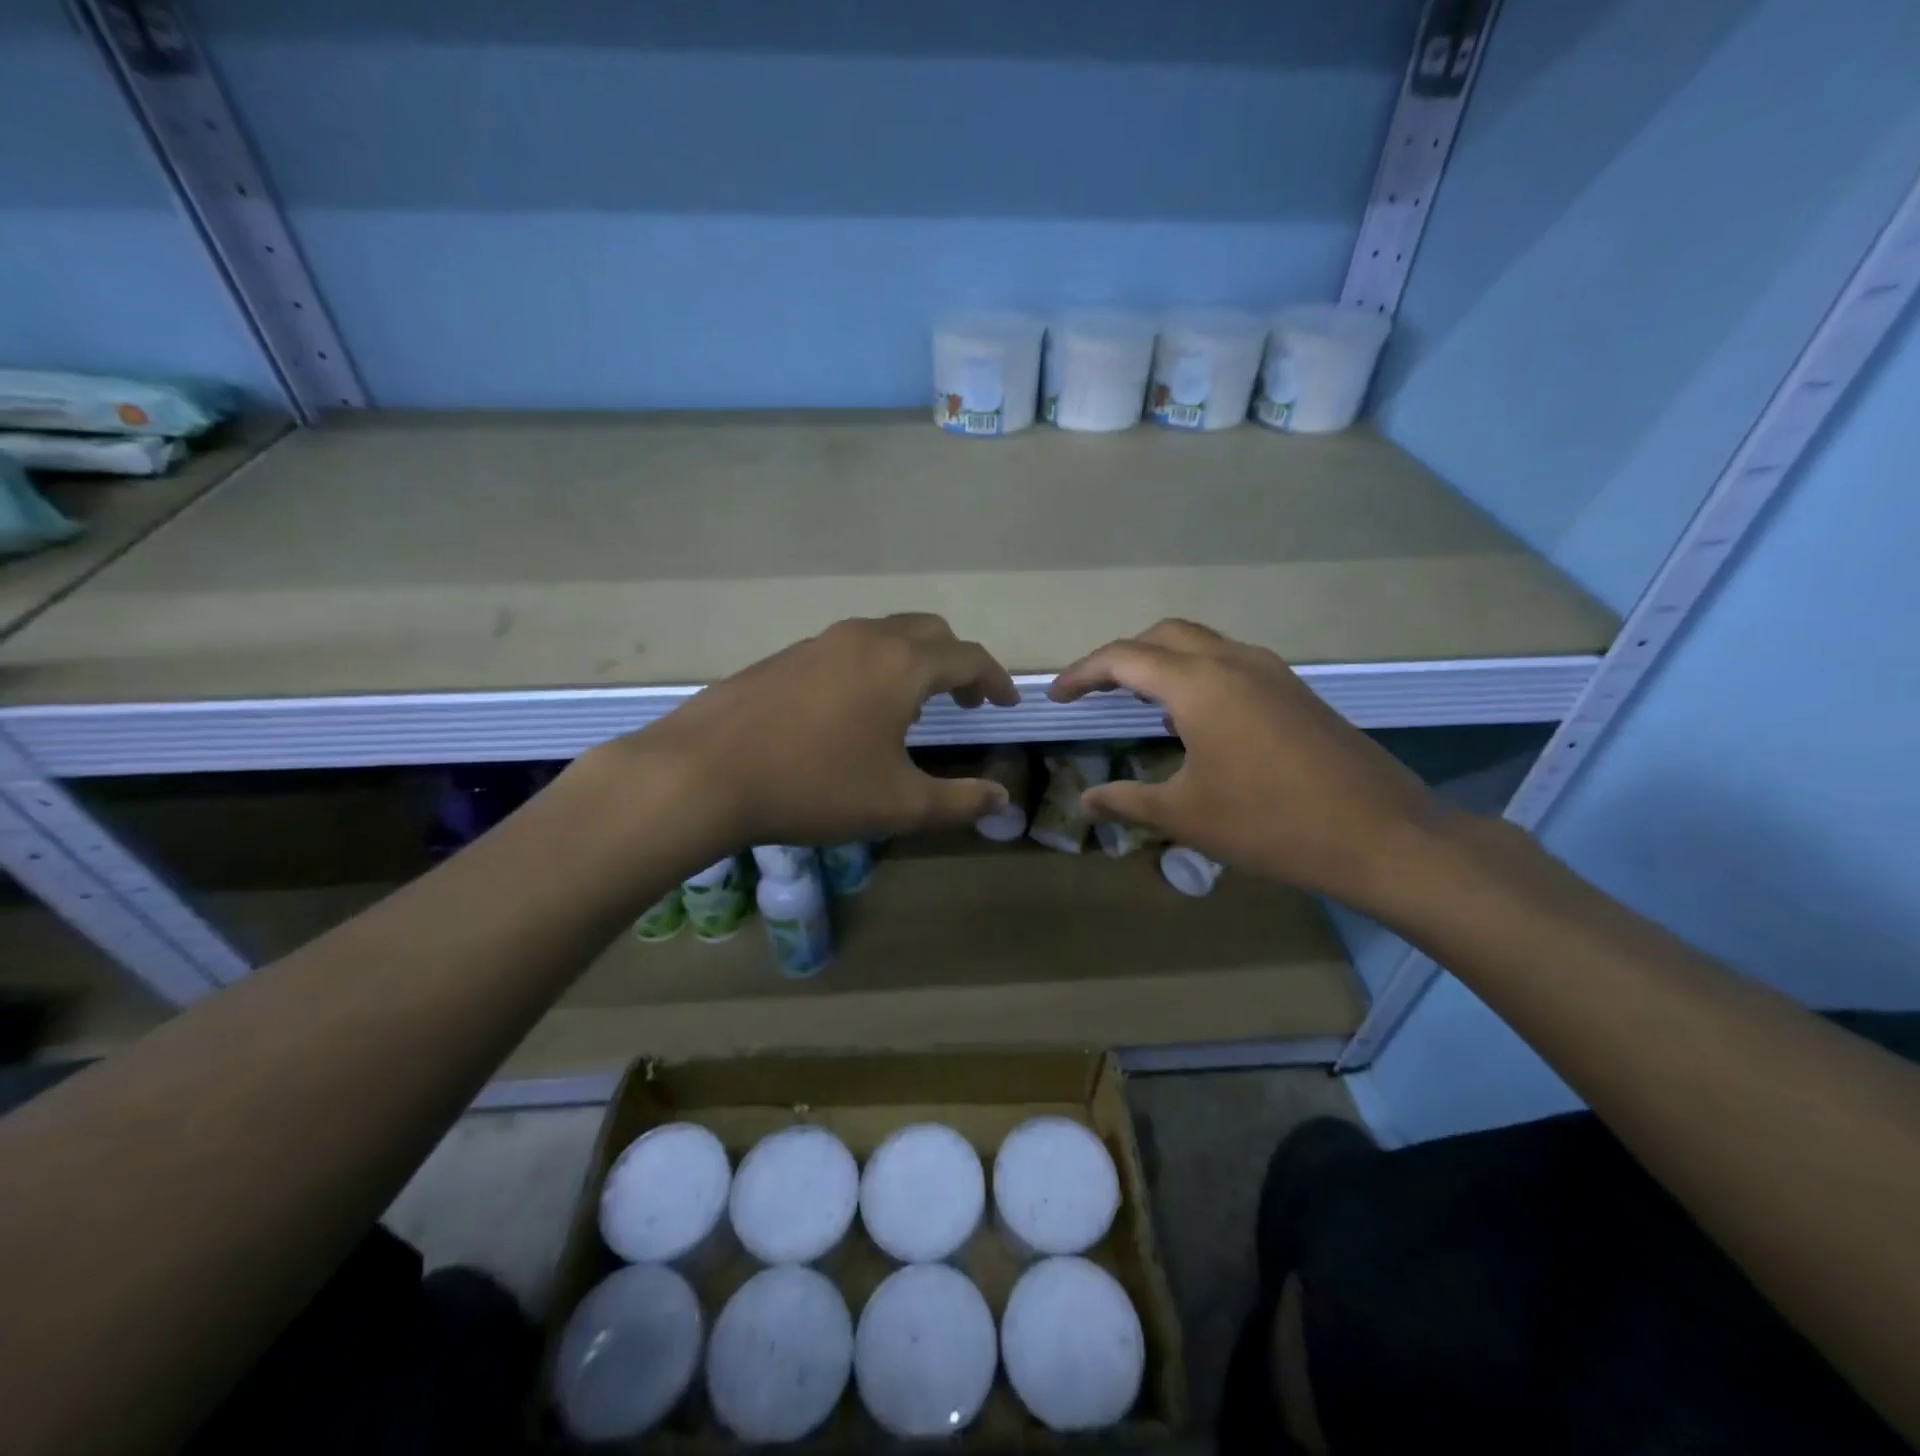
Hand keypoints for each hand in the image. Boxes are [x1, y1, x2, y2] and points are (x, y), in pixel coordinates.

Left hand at [631, 614, 1019, 848]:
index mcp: (902, 665)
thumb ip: (959, 802)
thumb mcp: (899, 805)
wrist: (704, 773)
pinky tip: (853, 710)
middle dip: (957, 662)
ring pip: (885, 634)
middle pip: (929, 632)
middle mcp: (865, 638)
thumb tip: (1001, 799)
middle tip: (963, 701)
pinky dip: (873, 666)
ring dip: (913, 660)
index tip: (1005, 704)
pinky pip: (847, 648)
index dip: (995, 680)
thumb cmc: (814, 787)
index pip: (968, 657)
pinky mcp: (785, 657)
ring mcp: (820, 642)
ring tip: (912, 705)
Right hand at [1049, 620, 1440, 907]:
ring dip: (1162, 662)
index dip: (1082, 674)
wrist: (1382, 836)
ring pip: (1201, 644)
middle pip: (1163, 636)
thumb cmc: (1270, 824)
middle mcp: (1233, 661)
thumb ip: (1127, 800)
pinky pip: (1231, 662)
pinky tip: (1194, 719)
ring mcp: (1271, 672)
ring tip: (1138, 703)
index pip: (1123, 658)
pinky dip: (1197, 674)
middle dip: (1121, 657)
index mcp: (1199, 684)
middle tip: (1095, 692)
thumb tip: (1085, 800)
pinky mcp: (1294, 690)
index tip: (1056, 697)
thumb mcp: (1186, 815)